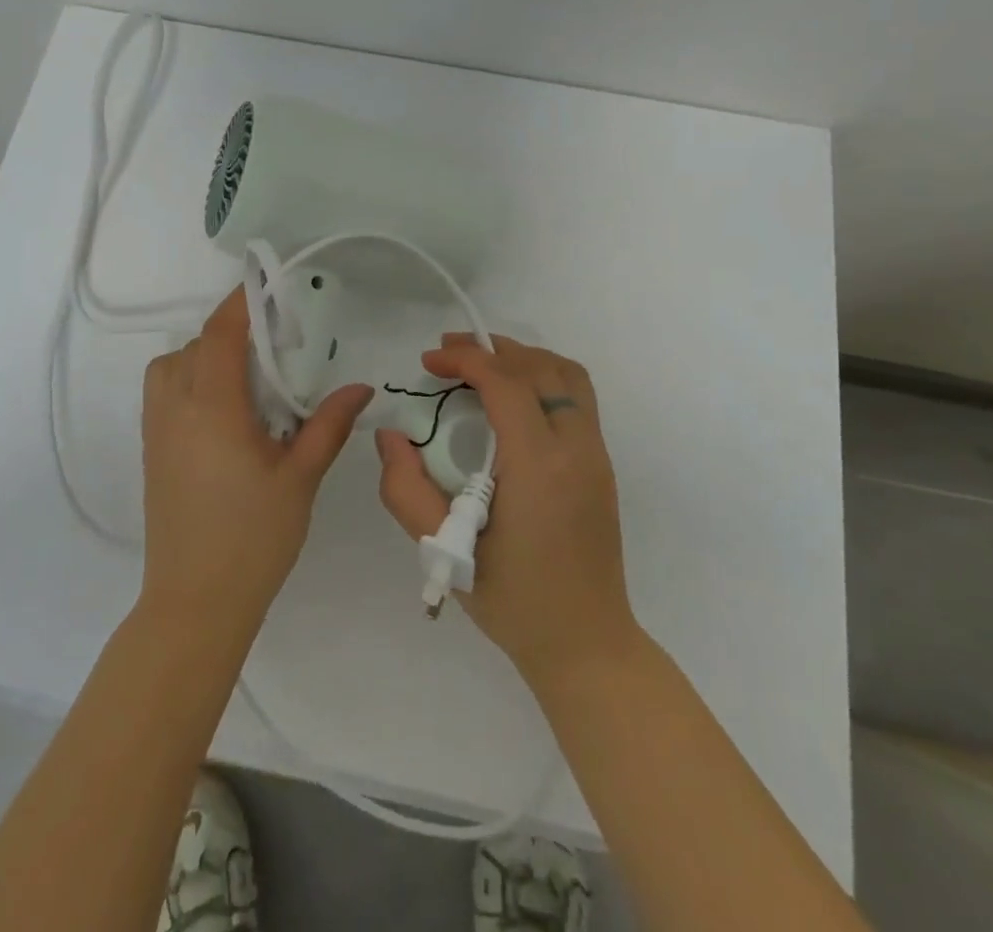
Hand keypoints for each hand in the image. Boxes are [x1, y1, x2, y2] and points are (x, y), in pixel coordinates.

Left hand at [139, 287, 373, 638]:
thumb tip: (361, 386)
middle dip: (229, 332)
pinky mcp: (151, 452)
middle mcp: (176, 409)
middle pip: (194, 346)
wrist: (195, 602)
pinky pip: (162, 392)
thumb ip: (328, 425)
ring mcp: (157, 431)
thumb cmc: (253, 537)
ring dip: (202, 354)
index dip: (240, 304)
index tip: (265, 286)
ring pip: (170, 366)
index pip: (220, 335)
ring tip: (245, 376)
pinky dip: (187, 378)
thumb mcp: (300, 477)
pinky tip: (224, 409)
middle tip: (273, 345)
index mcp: (212, 408)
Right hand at [376, 334, 634, 687]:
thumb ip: (406, 489)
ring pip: (566, 375)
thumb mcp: (444, 549)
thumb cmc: (512, 600)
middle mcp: (575, 449)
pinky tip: (511, 398)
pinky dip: (542, 378)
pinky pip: (577, 397)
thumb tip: (390, 437)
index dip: (465, 360)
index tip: (429, 362)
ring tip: (480, 365)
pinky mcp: (602, 466)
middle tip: (447, 353)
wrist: (585, 643)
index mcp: (539, 466)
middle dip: (490, 349)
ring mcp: (596, 455)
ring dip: (522, 358)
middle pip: (539, 367)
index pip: (505, 383)